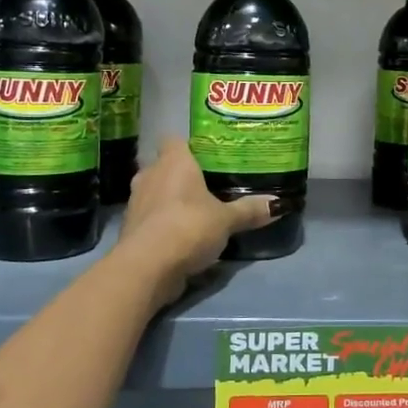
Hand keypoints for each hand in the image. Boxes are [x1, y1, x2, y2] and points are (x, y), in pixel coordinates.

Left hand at [118, 137, 275, 305]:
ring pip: (156, 192)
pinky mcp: (130, 228)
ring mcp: (136, 202)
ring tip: (196, 211)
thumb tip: (278, 204)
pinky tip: (182, 234)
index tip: (207, 156)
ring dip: (170, 200)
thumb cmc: (188, 227)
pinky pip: (150, 217)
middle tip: (207, 185)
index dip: (189, 146)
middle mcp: (150, 175)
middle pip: (165, 166)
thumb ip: (249, 210)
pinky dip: (163, 223)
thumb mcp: (227, 220)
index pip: (174, 140)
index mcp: (173, 162)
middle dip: (182, 175)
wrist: (146, 267)